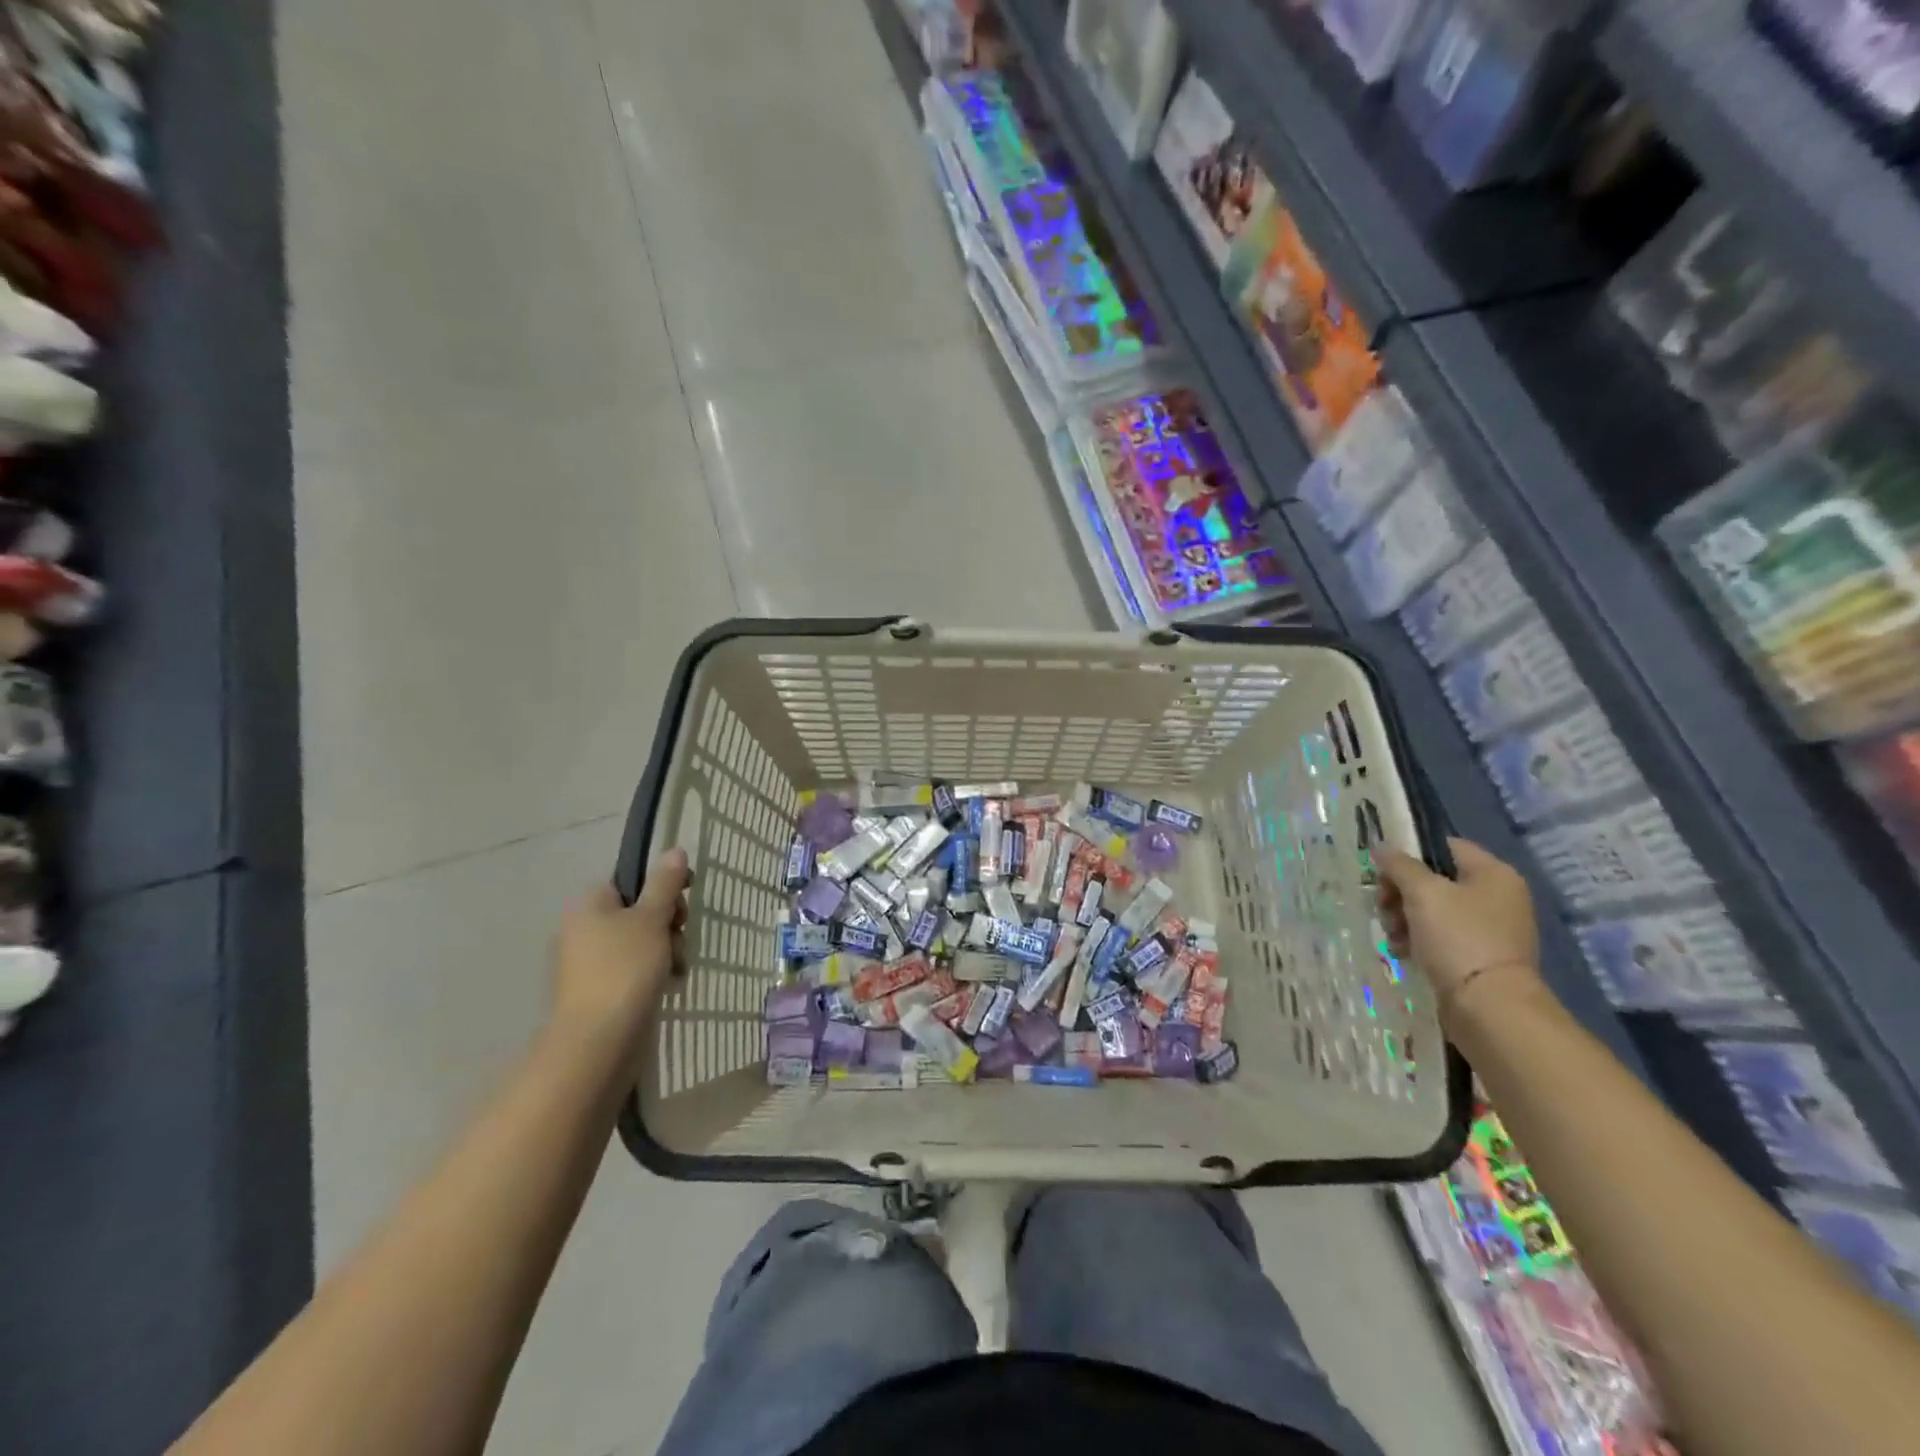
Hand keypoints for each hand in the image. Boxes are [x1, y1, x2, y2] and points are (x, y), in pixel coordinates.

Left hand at [550, 849, 689, 1052]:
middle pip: (638, 912)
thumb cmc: (624, 969)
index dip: (661, 889)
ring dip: (667, 950)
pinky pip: (635, 971)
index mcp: (589, 907)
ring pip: (642, 943)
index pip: (629, 882)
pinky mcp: (601, 993)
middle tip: (680, 936)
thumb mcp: (651, 919)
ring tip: (677, 968)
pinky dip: (655, 974)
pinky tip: (669, 985)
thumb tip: (674, 850)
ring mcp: (590, 965)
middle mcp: (583, 931)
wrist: (598, 1041)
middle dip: (668, 924)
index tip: (684, 902)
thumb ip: (665, 884)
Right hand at [1377, 838, 1545, 1025]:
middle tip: (1384, 907)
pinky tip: (1402, 951)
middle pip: (1434, 879)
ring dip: (1404, 917)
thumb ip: (1399, 865)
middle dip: (1400, 892)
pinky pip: (1440, 936)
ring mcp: (1489, 929)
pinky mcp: (1478, 956)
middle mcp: (1497, 897)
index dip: (1410, 854)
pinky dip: (1417, 939)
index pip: (1445, 846)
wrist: (1489, 1006)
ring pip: (1432, 910)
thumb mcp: (1422, 892)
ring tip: (1392, 934)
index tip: (1384, 872)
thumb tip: (1381, 846)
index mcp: (1494, 874)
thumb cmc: (1459, 938)